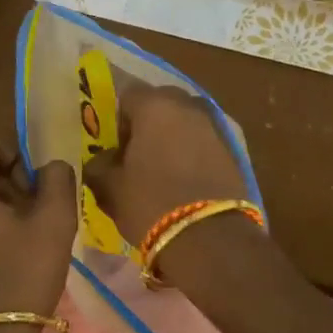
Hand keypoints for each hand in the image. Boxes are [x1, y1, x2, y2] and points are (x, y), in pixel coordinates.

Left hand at [0, 128, 76, 324]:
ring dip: (3, 204)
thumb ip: (57, 180)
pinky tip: (11, 253)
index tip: (37, 186)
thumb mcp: (53, 224)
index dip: (18, 152)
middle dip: (12, 180)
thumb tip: (51, 166)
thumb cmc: (18, 279)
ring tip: (29, 236)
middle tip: (39, 213)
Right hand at [83, 86, 249, 246]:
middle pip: (160, 103)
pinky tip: (184, 180)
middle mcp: (187, 105)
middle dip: (147, 123)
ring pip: (185, 121)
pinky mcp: (233, 149)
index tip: (115, 146)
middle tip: (136, 155)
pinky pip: (203, 141)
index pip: (128, 94)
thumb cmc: (152, 204)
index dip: (118, 118)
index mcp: (155, 105)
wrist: (211, 238)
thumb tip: (101, 159)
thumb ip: (99, 165)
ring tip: (161, 169)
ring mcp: (214, 125)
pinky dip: (192, 152)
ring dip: (172, 137)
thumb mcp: (110, 188)